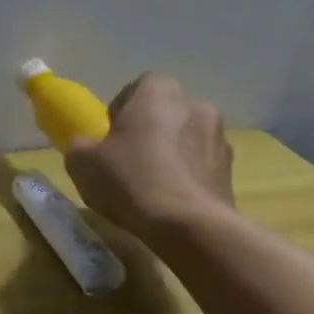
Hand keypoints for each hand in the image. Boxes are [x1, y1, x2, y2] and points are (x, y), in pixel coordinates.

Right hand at [64, 73, 235, 240]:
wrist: (189, 225)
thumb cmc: (130, 180)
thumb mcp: (82, 162)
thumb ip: (81, 146)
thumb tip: (87, 147)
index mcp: (159, 92)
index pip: (138, 87)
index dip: (121, 110)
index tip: (110, 137)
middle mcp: (196, 104)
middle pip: (166, 112)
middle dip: (150, 130)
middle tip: (128, 159)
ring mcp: (220, 138)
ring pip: (187, 138)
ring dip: (172, 153)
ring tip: (152, 185)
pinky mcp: (232, 171)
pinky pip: (201, 165)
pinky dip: (188, 176)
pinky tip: (171, 201)